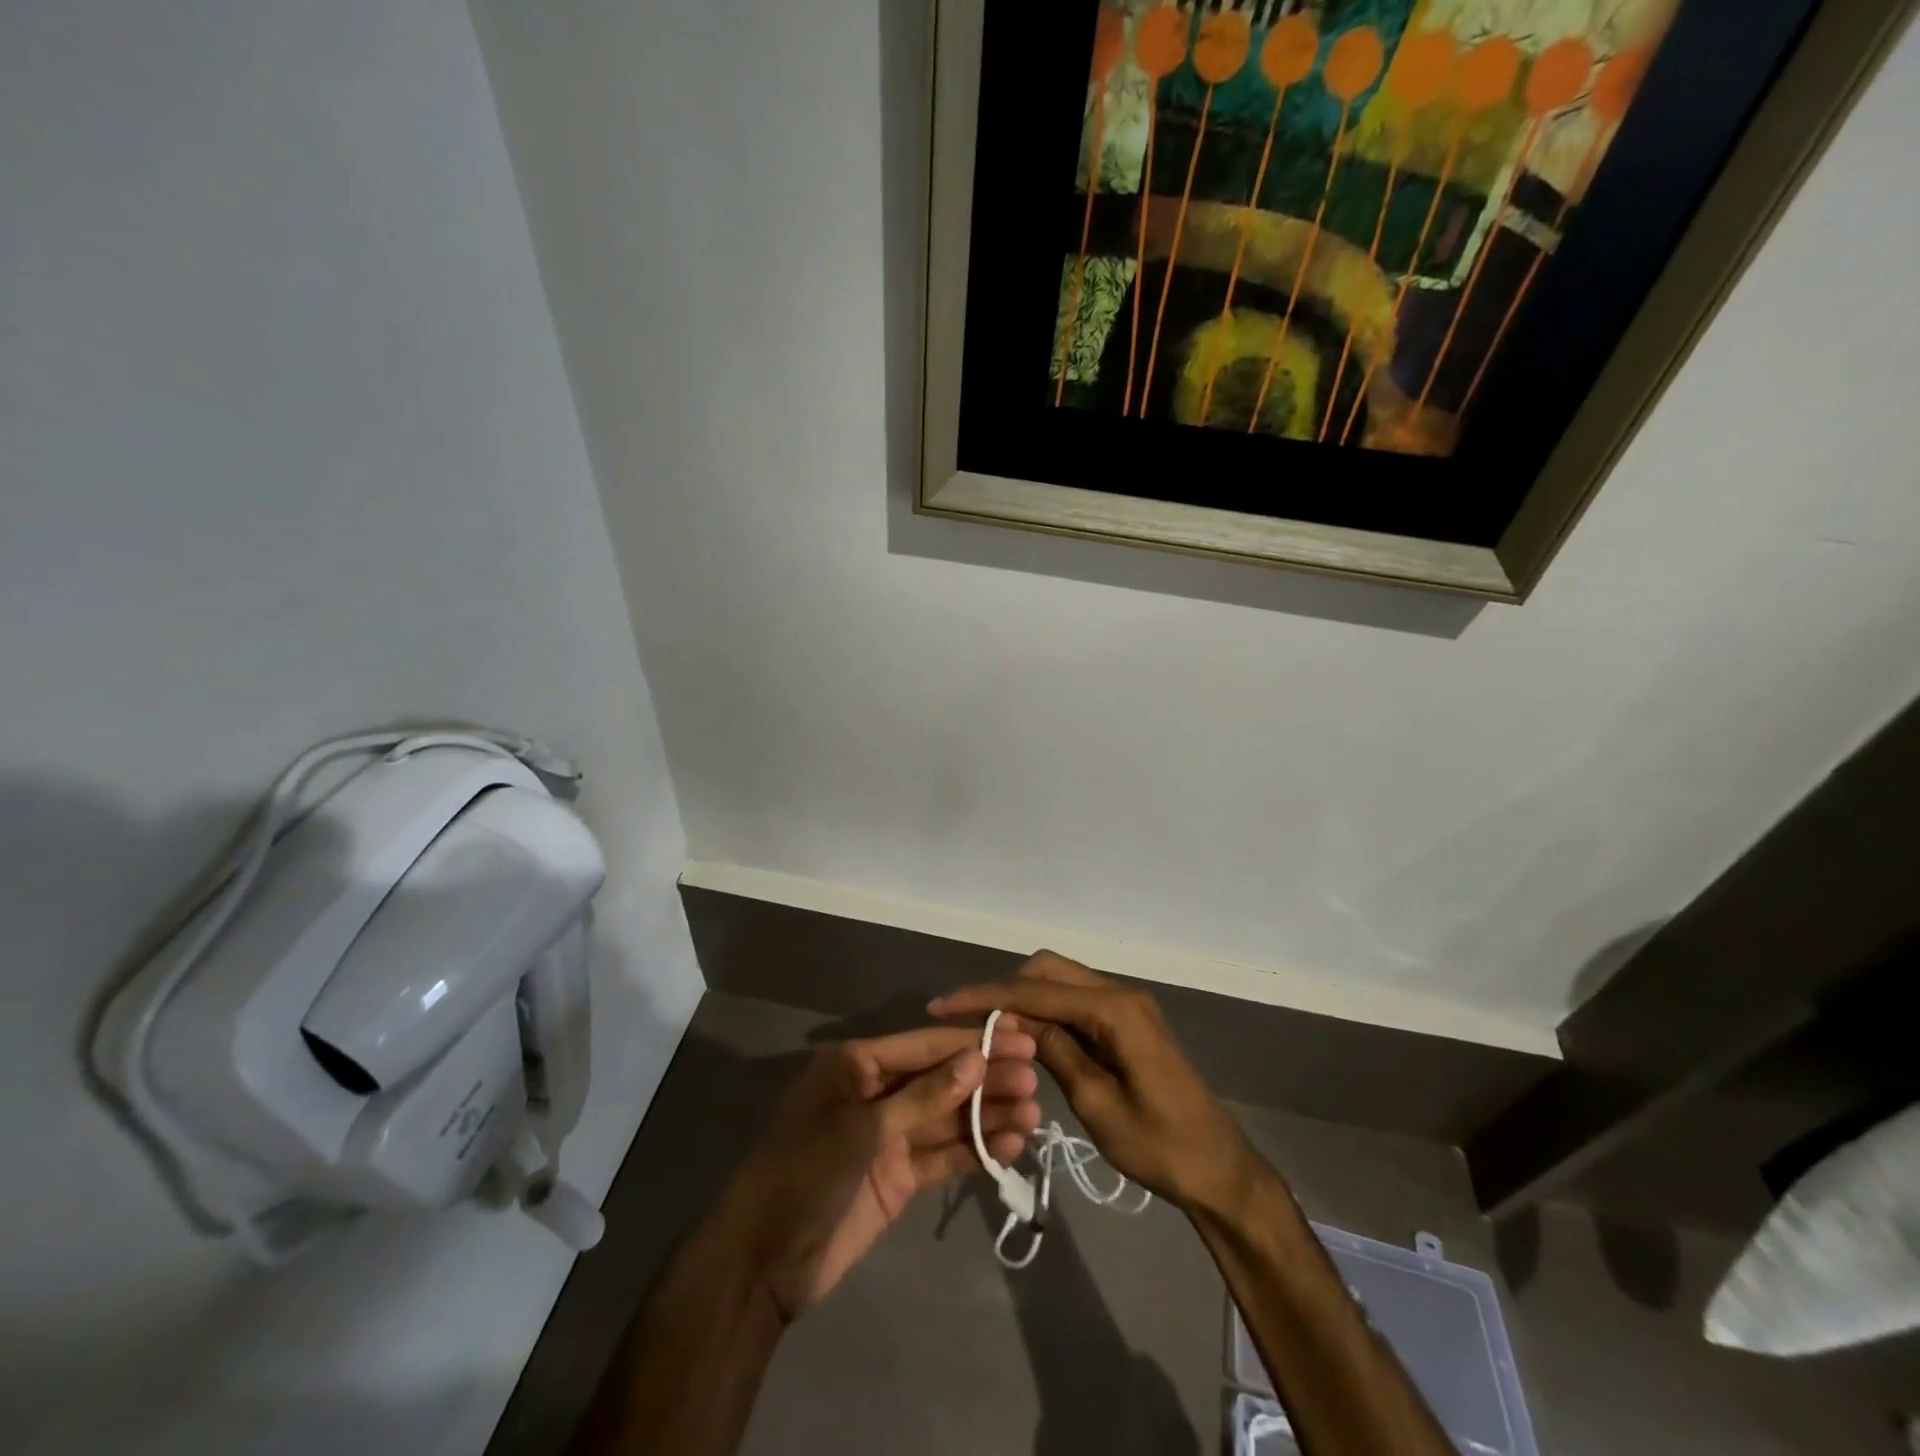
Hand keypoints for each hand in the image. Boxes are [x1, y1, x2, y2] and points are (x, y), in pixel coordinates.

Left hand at [710, 1021, 1039, 1321]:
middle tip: (1035, 1075)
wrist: (764, 1260)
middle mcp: (877, 1092)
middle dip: (987, 1076)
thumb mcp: (863, 1127)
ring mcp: (890, 1136)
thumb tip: (976, 1059)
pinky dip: (975, 1151)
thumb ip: (924, 1096)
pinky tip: (1012, 1145)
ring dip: (988, 1114)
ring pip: (948, 1117)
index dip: (971, 1040)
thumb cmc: (805, 1171)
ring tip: (1034, 1111)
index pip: (925, 1045)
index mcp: (857, 1064)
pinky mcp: (900, 1177)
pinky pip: (944, 1155)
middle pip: (941, 1078)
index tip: (1018, 1034)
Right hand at [931, 953, 1259, 1216]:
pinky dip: (1046, 1010)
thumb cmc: (1160, 1146)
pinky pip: (1076, 999)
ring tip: (988, 1029)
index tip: (943, 1006)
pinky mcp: (1127, 1020)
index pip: (1036, 990)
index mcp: (1114, 1011)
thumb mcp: (1097, 1105)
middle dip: (1004, 988)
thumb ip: (1054, 1052)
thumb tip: (1011, 1019)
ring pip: (1061, 980)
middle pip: (1048, 970)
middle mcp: (1120, 993)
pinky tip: (1025, 1035)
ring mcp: (1126, 1005)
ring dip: (1024, 997)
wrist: (1218, 1167)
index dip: (986, 996)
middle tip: (967, 1022)